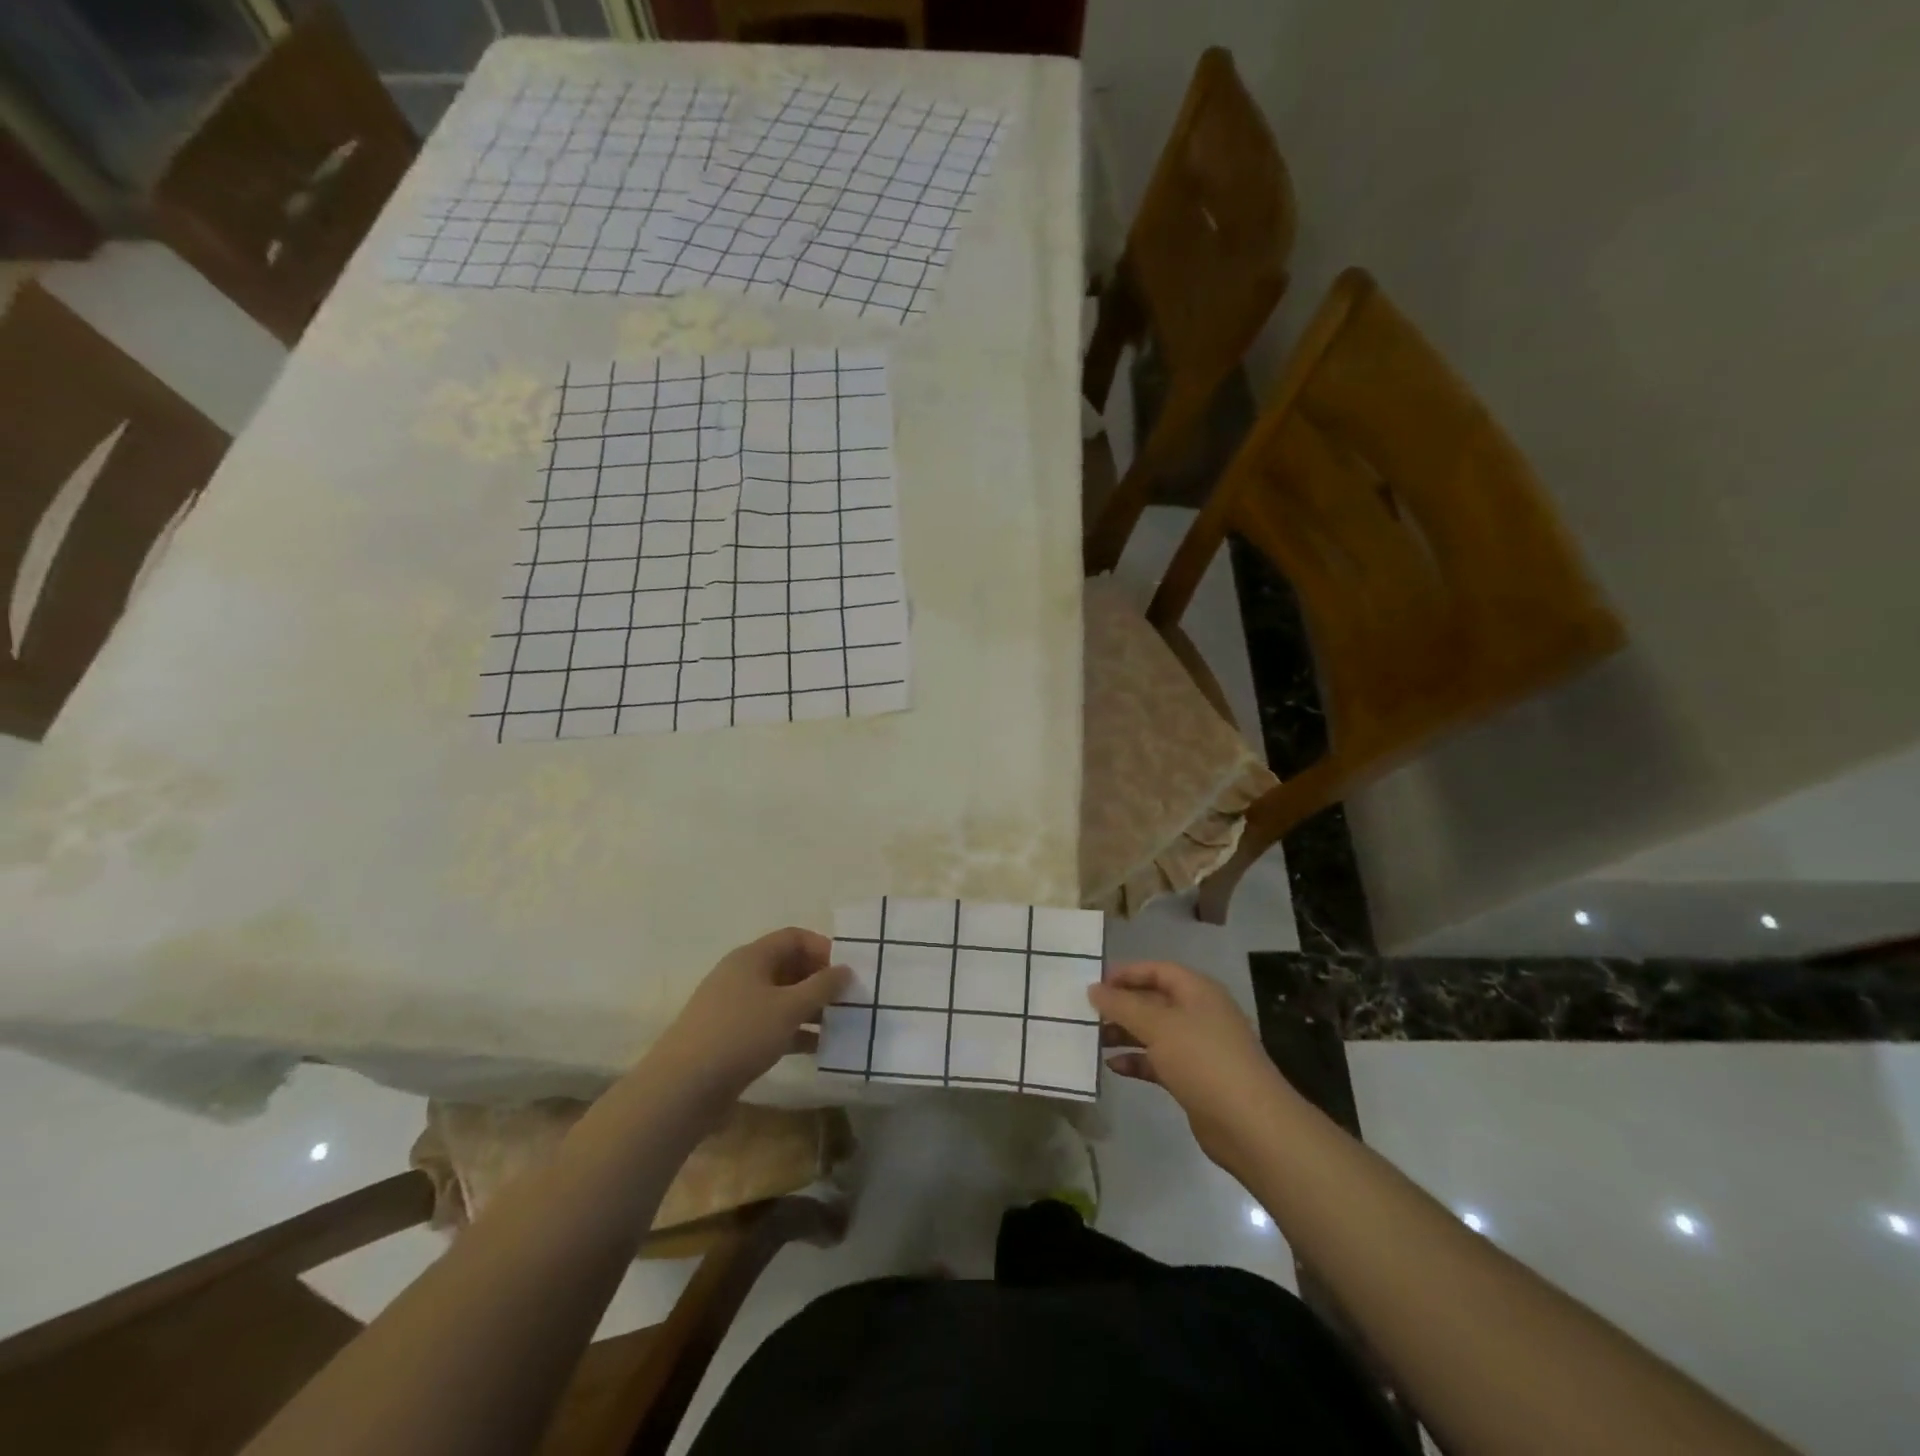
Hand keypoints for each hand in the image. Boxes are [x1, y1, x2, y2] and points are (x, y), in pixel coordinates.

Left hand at [642, 927, 848, 1112]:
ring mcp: (734, 1007)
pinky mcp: (731, 1037)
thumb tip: (846, 969)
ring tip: (839, 1026)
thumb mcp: (789, 1008)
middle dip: (820, 981)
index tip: (847, 972)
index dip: (823, 949)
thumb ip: (822, 986)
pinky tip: (817, 1049)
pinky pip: (770, 1024)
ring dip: (810, 1009)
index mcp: (752, 957)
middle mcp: (742, 975)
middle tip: (848, 1000)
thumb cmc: (740, 1035)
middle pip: (789, 966)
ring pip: (781, 998)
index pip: (794, 937)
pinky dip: (794, 1031)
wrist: (682, 1088)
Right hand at [1089, 960, 1292, 1169]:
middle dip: (1121, 1006)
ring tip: (1094, 1040)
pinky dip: (1137, 1061)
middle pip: (1154, 1000)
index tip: (1095, 984)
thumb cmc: (1203, 1060)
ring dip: (1125, 1033)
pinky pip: (1159, 1061)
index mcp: (1197, 991)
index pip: (1157, 970)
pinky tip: (1113, 1066)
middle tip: (1088, 1014)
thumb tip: (1094, 989)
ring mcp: (1198, 1048)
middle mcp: (1199, 1014)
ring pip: (1154, 1032)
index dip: (1126, 973)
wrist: (1250, 1125)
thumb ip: (1122, 1005)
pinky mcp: (1194, 1078)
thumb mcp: (1158, 1026)